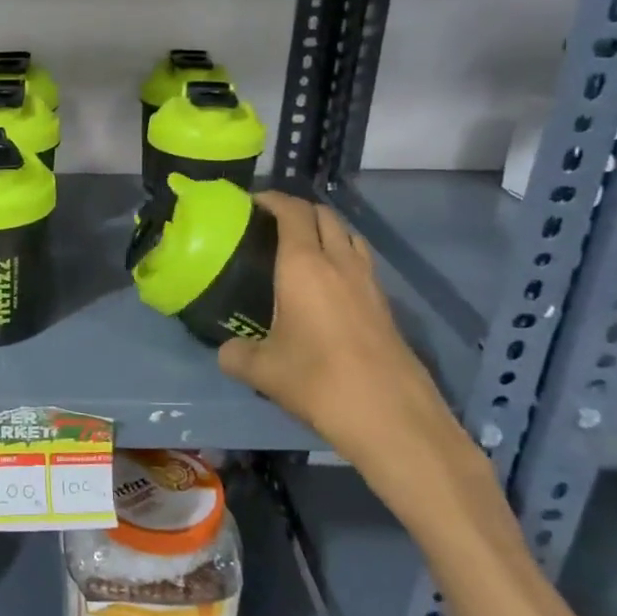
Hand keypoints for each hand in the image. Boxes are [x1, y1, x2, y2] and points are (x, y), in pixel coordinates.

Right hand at [217, 194, 473, 493]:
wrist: (390, 415)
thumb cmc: (318, 381)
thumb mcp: (262, 371)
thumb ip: (236, 354)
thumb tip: (226, 350)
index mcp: (304, 266)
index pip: (292, 212)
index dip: (272, 199)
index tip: (252, 202)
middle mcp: (340, 263)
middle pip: (325, 216)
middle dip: (299, 210)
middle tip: (272, 223)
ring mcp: (369, 283)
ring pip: (349, 236)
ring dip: (326, 230)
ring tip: (302, 247)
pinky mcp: (386, 305)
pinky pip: (361, 263)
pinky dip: (342, 258)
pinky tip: (327, 287)